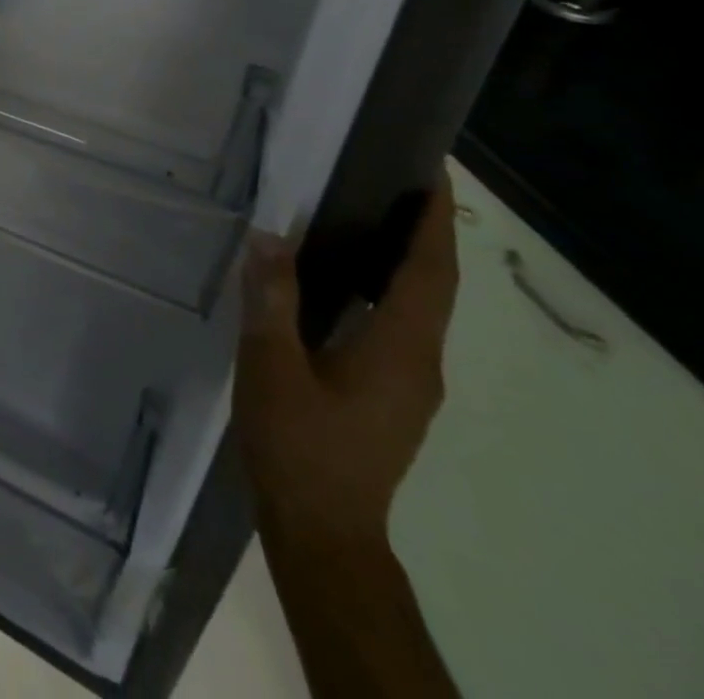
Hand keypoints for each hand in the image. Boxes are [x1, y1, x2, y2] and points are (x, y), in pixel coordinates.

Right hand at [234, 179, 458, 549]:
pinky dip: (388, 288)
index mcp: (401, 349)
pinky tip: (346, 280)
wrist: (323, 531)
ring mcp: (411, 383)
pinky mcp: (392, 395)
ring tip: (368, 215)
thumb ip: (271, 300)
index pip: (429, 272)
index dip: (434, 221)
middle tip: (393, 179)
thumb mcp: (272, 367)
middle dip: (424, 231)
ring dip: (408, 259)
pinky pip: (400, 324)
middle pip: (434, 285)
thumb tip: (269, 234)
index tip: (431, 173)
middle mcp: (420, 362)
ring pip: (419, 307)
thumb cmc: (299, 445)